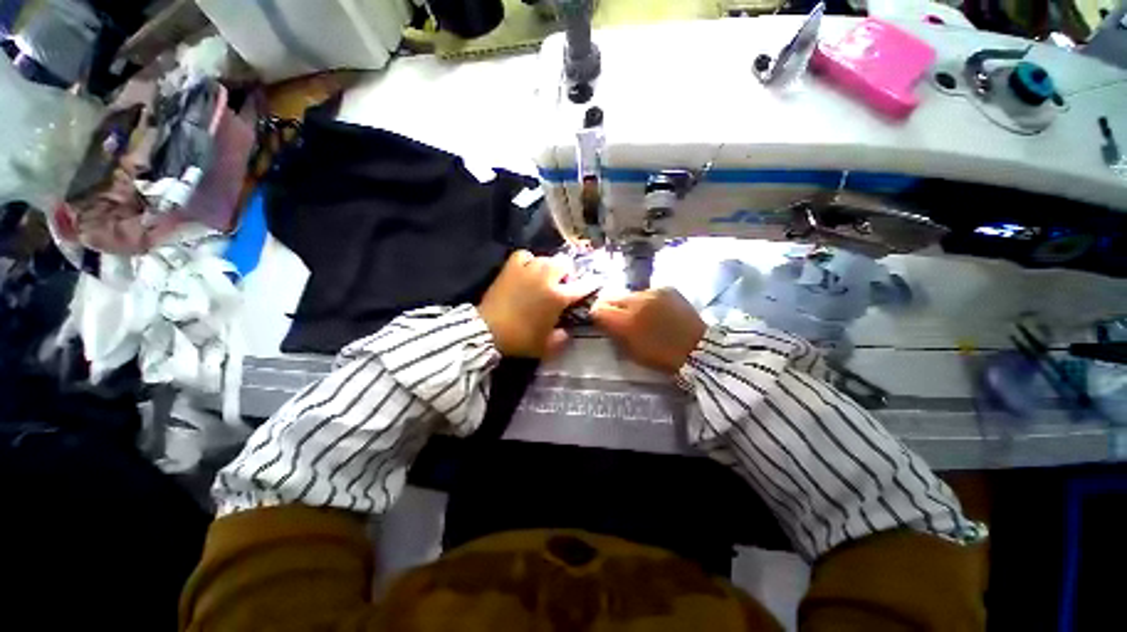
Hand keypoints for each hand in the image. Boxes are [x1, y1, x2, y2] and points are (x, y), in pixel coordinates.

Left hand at [478, 250, 594, 357]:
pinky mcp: (511, 267)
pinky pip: (525, 255)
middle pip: (565, 263)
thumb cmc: (520, 339)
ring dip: (549, 267)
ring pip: (546, 258)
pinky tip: (526, 270)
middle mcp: (547, 278)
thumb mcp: (546, 347)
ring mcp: (528, 269)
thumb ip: (562, 339)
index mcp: (559, 296)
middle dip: (567, 272)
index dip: (592, 283)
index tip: (595, 282)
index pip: (583, 285)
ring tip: (543, 278)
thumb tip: (566, 332)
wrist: (487, 331)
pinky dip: (529, 261)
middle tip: (561, 284)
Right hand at [591, 288, 705, 373]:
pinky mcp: (666, 288)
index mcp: (626, 321)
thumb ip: (614, 334)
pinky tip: (656, 310)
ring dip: (630, 304)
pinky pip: (647, 292)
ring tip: (641, 315)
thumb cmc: (661, 357)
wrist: (697, 348)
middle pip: (611, 297)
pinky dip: (647, 301)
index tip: (601, 321)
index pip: (599, 309)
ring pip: (629, 294)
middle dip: (611, 307)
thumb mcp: (631, 352)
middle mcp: (636, 301)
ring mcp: (652, 292)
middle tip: (618, 318)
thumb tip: (603, 321)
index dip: (597, 315)